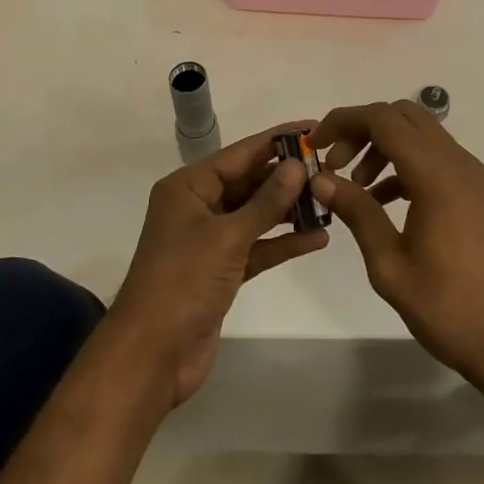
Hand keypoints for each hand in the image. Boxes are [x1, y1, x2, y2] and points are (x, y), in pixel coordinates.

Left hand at [108, 121, 329, 409]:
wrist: (152, 355)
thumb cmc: (183, 282)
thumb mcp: (227, 236)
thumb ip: (266, 201)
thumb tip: (297, 165)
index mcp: (188, 187)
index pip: (239, 154)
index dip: (276, 141)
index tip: (312, 128)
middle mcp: (198, 207)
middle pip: (248, 182)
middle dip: (286, 178)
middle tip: (330, 168)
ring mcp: (209, 240)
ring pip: (255, 215)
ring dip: (289, 210)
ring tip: (330, 200)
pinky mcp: (221, 271)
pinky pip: (257, 246)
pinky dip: (282, 242)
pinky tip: (317, 238)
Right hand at [311, 100, 483, 391]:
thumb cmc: (447, 307)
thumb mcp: (389, 264)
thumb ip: (356, 211)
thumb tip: (320, 179)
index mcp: (436, 175)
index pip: (383, 120)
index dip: (344, 121)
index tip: (316, 144)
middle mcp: (457, 162)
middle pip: (402, 115)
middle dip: (362, 129)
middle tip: (336, 163)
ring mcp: (470, 175)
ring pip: (419, 133)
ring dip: (382, 145)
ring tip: (355, 185)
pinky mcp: (474, 191)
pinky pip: (433, 157)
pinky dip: (403, 163)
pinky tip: (381, 201)